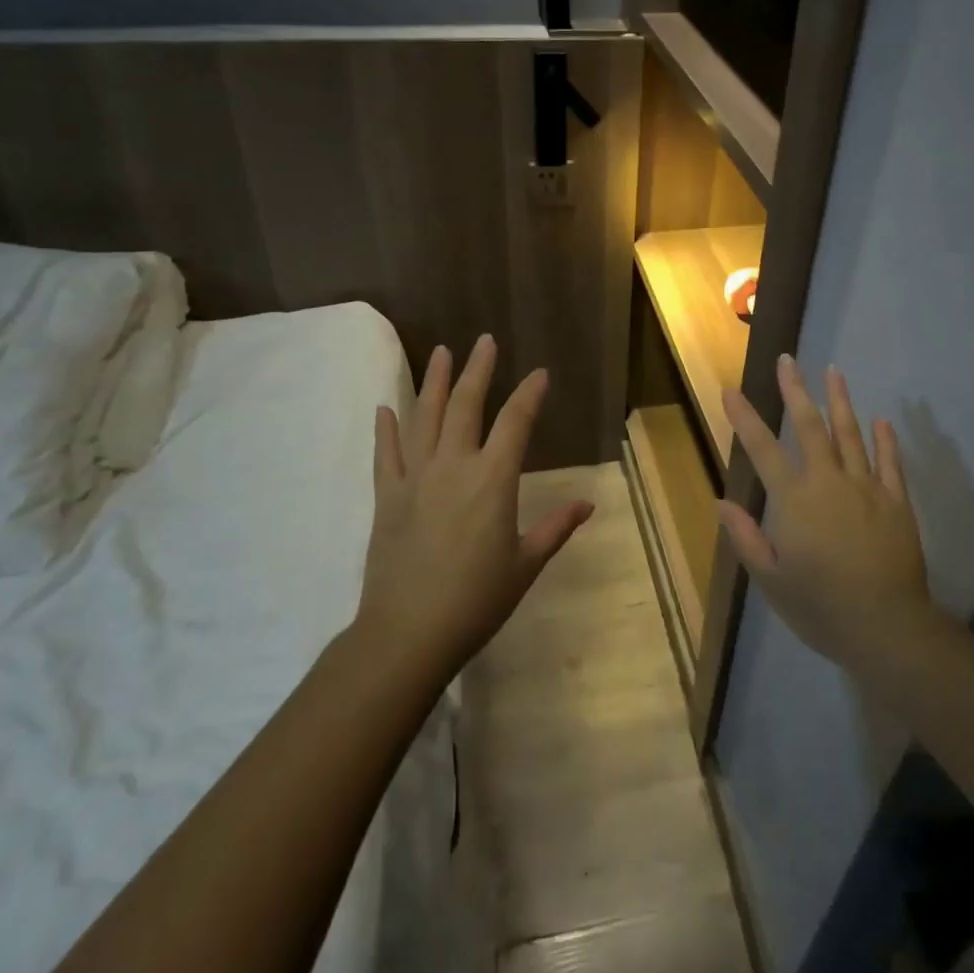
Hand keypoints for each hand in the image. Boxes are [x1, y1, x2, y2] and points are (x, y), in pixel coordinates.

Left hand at [360, 335, 593, 678]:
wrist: (408, 632)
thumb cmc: (476, 600)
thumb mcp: (525, 565)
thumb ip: (555, 528)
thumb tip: (587, 504)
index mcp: (493, 479)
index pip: (515, 422)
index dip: (530, 394)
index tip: (540, 372)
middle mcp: (454, 466)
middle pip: (467, 405)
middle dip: (478, 370)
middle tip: (484, 340)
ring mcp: (416, 477)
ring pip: (426, 418)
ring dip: (435, 382)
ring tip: (441, 352)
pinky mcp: (388, 496)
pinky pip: (386, 453)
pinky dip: (387, 429)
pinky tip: (386, 407)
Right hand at [720, 357, 935, 670]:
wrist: (888, 628)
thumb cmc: (822, 608)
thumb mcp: (772, 581)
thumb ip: (746, 538)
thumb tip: (720, 502)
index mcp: (795, 501)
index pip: (763, 450)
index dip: (745, 418)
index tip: (731, 390)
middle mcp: (829, 483)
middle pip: (810, 427)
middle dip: (795, 391)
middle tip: (788, 360)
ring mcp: (867, 489)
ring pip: (851, 435)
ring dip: (840, 401)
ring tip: (833, 372)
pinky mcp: (897, 502)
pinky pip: (890, 463)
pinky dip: (884, 440)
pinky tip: (880, 420)